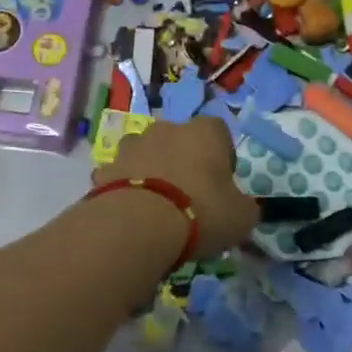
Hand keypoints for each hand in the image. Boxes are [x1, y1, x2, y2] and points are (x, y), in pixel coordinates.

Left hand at [95, 117, 258, 256]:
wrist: (139, 223)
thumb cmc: (201, 212)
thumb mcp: (241, 217)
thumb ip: (244, 206)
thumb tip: (241, 206)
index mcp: (205, 132)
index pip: (219, 132)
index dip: (222, 156)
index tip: (222, 184)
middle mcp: (167, 128)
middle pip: (180, 139)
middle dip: (184, 160)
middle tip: (189, 196)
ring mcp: (133, 145)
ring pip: (147, 153)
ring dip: (152, 170)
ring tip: (157, 205)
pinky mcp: (106, 167)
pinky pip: (121, 174)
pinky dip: (126, 187)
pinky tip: (132, 213)